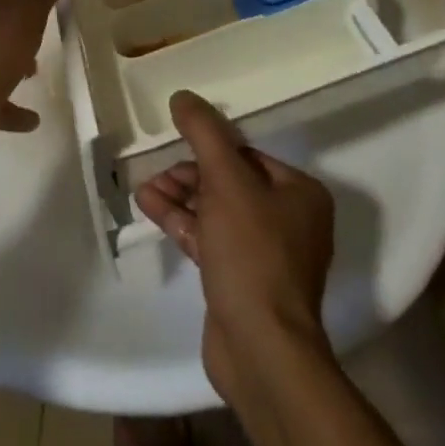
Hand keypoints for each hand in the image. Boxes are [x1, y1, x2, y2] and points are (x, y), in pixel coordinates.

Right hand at [135, 91, 335, 403]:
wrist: (261, 350)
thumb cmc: (252, 252)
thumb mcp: (225, 180)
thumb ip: (203, 133)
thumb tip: (182, 96)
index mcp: (299, 193)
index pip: (248, 155)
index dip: (210, 147)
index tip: (178, 141)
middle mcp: (289, 220)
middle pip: (230, 181)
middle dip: (190, 174)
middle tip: (157, 169)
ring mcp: (265, 254)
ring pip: (216, 210)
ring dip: (180, 197)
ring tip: (145, 187)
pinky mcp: (241, 281)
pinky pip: (209, 238)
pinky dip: (181, 222)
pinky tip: (148, 206)